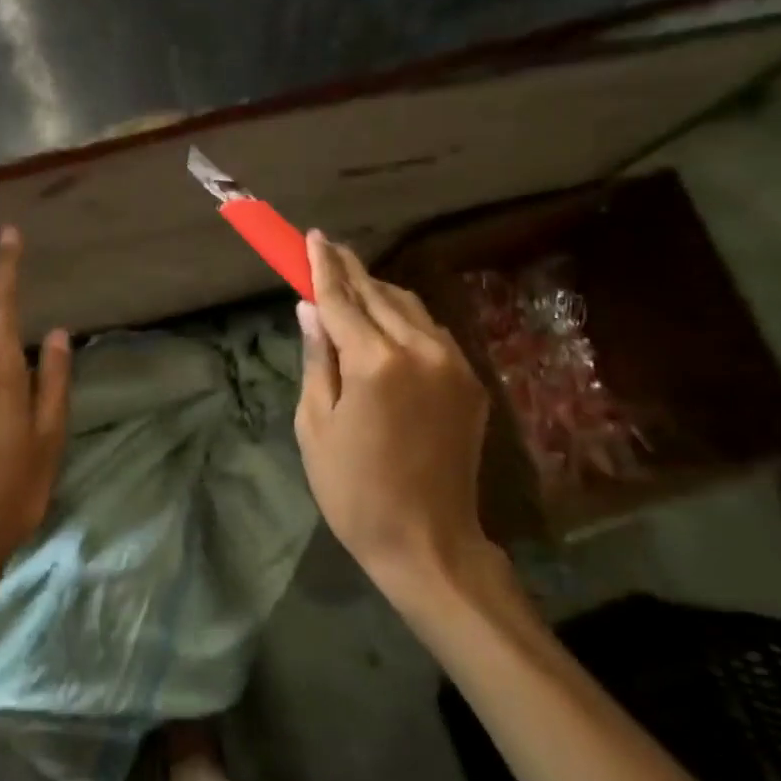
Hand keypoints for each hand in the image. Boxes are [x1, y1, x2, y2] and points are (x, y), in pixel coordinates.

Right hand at [294, 232, 493, 595]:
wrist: (429, 542)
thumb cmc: (354, 490)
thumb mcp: (316, 425)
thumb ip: (317, 358)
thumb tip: (310, 308)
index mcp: (376, 363)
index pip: (342, 299)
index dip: (322, 267)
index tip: (312, 237)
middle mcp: (421, 351)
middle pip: (379, 295)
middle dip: (350, 270)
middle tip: (327, 248)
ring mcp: (454, 365)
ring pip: (411, 308)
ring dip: (378, 292)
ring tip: (351, 283)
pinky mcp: (471, 383)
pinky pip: (432, 333)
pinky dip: (404, 319)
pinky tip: (386, 322)